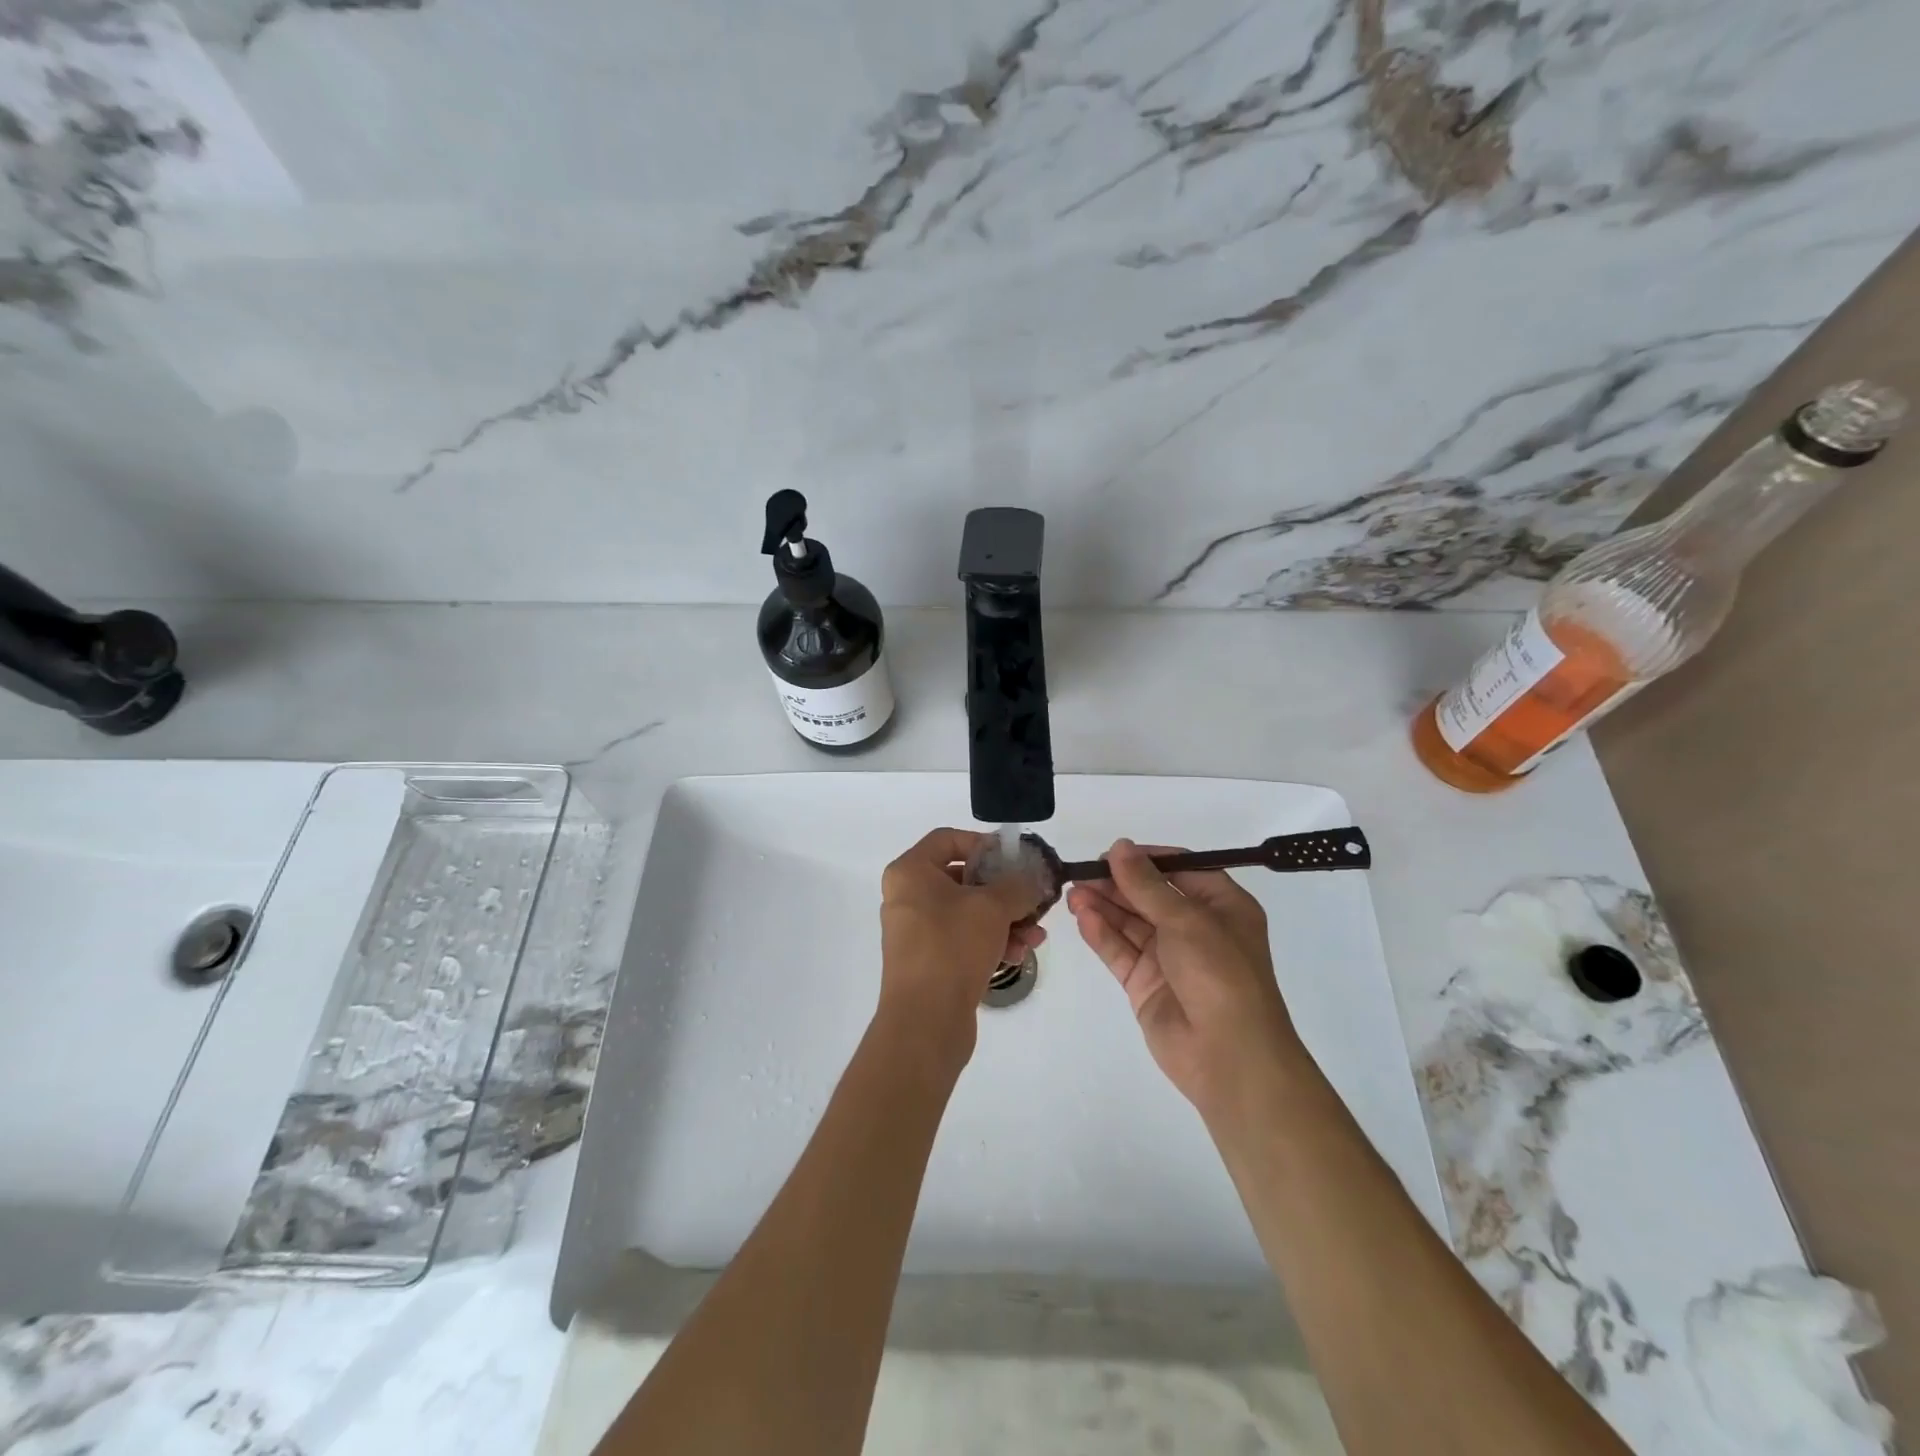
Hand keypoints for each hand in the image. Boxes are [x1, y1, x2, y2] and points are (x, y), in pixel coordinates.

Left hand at [878, 828, 1046, 1064]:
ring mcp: (916, 931)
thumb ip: (1017, 885)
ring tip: (1035, 935)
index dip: (983, 843)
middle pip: (962, 878)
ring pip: (967, 912)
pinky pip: (963, 939)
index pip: (948, 839)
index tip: (1014, 859)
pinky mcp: (928, 961)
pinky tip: (1019, 953)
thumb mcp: (992, 907)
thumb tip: (1032, 879)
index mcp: (910, 872)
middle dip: (1003, 890)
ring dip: (1005, 920)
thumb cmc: (952, 947)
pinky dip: (991, 941)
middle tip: (1032, 898)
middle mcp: (907, 897)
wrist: (925, 1020)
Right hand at [1067, 839, 1305, 1124]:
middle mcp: (1197, 929)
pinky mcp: (1146, 984)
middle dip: (1116, 884)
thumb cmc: (1219, 973)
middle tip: (1081, 873)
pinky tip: (1083, 919)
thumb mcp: (1186, 919)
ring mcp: (1169, 958)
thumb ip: (1146, 884)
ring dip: (1103, 907)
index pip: (1180, 870)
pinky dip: (1102, 935)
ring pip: (1131, 923)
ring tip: (1073, 894)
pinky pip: (1121, 951)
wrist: (1228, 1055)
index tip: (1111, 853)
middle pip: (1149, 896)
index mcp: (1222, 907)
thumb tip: (1119, 846)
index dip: (1145, 860)